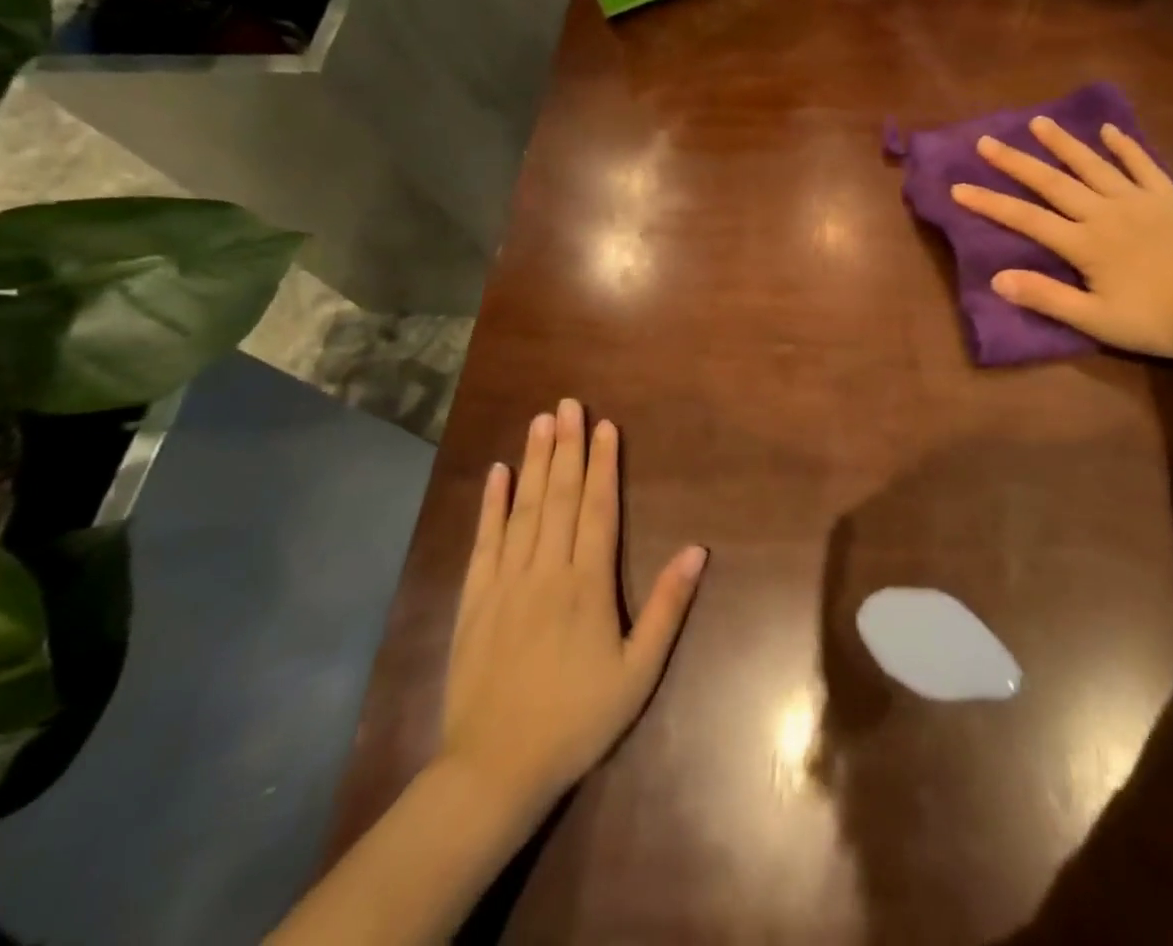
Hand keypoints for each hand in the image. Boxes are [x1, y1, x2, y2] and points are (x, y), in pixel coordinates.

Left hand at [436, 399, 706, 828]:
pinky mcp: (475, 600)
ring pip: (524, 509)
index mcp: (588, 584)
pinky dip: (491, 505)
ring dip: (534, 462)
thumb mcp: (638, 671)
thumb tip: (698, 550)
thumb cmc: (577, 719)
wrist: (495, 770)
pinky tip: (497, 473)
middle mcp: (547, 570)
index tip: (605, 425)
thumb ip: (668, 606)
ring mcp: (506, 582)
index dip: (604, 464)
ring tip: (540, 421)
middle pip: (560, 497)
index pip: (599, 508)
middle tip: (568, 403)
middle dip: (567, 447)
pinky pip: (484, 542)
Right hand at [951, 116, 1172, 359]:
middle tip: (986, 141)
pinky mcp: (1170, 199)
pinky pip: (1143, 165)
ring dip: (1063, 143)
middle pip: (1053, 182)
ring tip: (1038, 122)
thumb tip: (997, 279)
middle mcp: (1105, 212)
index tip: (959, 187)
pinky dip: (1125, 147)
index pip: (1026, 219)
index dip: (990, 203)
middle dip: (1016, 162)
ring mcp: (1139, 201)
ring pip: (1093, 165)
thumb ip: (1047, 297)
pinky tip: (1110, 131)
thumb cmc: (1159, 320)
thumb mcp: (1097, 320)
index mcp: (1085, 243)